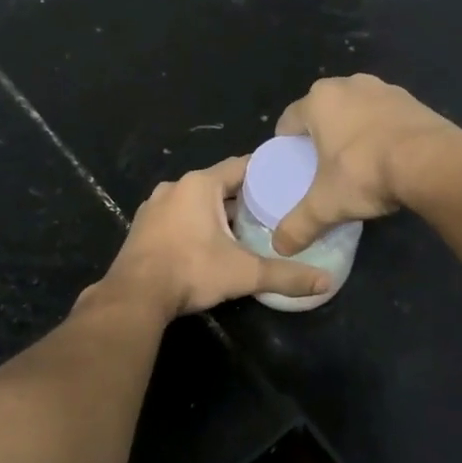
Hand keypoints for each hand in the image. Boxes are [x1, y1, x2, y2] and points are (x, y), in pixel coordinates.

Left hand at [99, 157, 330, 317]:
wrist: (135, 296)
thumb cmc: (192, 271)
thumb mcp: (244, 273)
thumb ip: (286, 275)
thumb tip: (326, 282)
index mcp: (200, 184)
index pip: (241, 166)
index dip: (265, 172)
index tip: (287, 180)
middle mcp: (176, 186)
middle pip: (218, 184)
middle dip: (242, 196)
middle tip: (271, 209)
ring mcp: (155, 206)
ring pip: (196, 200)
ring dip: (217, 211)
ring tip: (244, 227)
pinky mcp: (143, 226)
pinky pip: (177, 215)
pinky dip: (195, 223)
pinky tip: (209, 242)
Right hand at [270, 74, 461, 253]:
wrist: (432, 162)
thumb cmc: (365, 172)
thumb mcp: (326, 205)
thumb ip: (299, 225)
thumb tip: (280, 248)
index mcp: (319, 101)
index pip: (289, 120)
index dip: (286, 142)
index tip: (291, 163)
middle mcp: (349, 85)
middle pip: (324, 110)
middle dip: (321, 133)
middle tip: (322, 164)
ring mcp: (384, 89)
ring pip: (356, 109)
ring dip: (353, 129)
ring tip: (356, 160)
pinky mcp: (413, 100)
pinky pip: (386, 116)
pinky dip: (381, 131)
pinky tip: (388, 156)